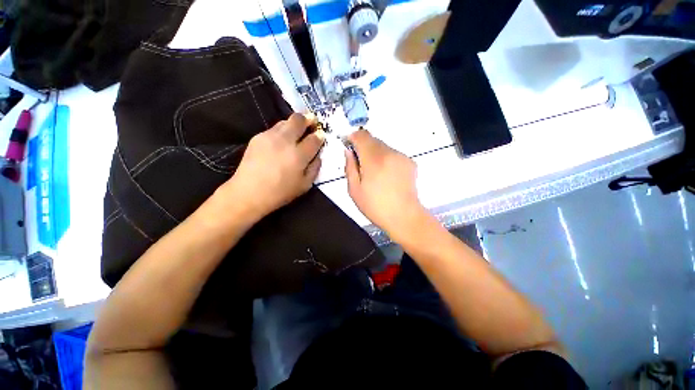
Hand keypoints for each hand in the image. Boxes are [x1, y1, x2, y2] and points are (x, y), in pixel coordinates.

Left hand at [219, 113, 323, 219]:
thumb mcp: (305, 185)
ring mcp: (270, 137)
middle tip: (312, 121)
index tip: (321, 135)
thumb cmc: (280, 192)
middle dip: (308, 118)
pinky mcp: (258, 137)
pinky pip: (274, 128)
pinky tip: (282, 141)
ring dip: (294, 123)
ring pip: (285, 121)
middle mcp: (285, 141)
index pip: (314, 139)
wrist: (249, 192)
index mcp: (299, 155)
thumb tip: (318, 156)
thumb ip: (315, 168)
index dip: (320, 135)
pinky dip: (282, 131)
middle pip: (299, 120)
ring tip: (297, 130)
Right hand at [344, 129, 425, 239]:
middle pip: (373, 140)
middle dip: (364, 147)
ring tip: (375, 174)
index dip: (353, 138)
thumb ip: (349, 167)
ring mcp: (401, 157)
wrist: (404, 216)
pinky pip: (393, 154)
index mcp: (374, 160)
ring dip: (375, 154)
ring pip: (383, 147)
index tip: (349, 146)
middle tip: (361, 165)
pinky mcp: (410, 162)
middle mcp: (389, 153)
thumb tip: (348, 152)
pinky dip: (386, 159)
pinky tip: (387, 176)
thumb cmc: (375, 206)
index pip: (361, 136)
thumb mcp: (354, 190)